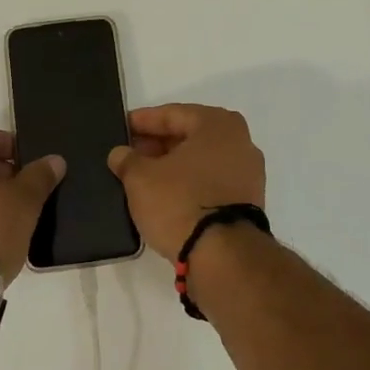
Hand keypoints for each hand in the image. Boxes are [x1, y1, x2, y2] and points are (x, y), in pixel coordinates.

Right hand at [107, 104, 265, 260]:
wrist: (223, 255)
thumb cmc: (180, 201)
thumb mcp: (140, 178)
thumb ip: (127, 160)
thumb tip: (121, 154)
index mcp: (218, 124)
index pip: (172, 114)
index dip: (143, 121)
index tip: (122, 127)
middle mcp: (240, 141)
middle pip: (190, 136)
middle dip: (159, 143)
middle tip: (130, 153)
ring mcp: (249, 173)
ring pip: (202, 160)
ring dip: (174, 165)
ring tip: (143, 176)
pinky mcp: (248, 201)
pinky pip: (211, 182)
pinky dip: (190, 183)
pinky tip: (166, 194)